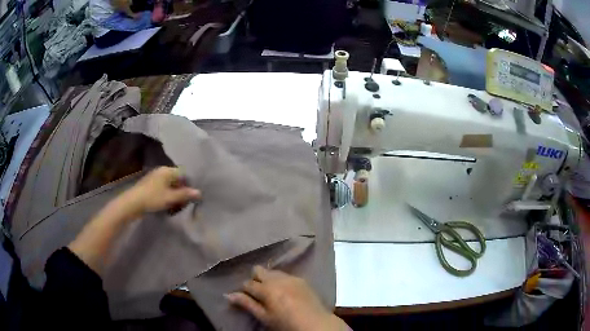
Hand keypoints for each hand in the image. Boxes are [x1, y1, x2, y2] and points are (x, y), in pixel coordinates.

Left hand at [119, 166, 200, 217]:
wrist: (132, 203)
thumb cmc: (153, 198)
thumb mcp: (171, 198)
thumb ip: (185, 194)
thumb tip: (200, 192)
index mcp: (167, 170)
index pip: (184, 174)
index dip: (190, 185)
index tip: (193, 196)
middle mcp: (162, 171)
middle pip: (177, 180)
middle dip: (182, 191)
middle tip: (185, 203)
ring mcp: (155, 178)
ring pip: (170, 186)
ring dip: (175, 196)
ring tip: (176, 207)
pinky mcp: (150, 186)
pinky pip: (163, 189)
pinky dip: (167, 196)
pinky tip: (167, 206)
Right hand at [226, 266, 347, 330]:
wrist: (315, 323)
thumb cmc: (286, 323)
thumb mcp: (264, 317)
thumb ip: (247, 304)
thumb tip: (228, 295)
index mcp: (266, 289)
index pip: (247, 283)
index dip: (245, 290)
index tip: (248, 297)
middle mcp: (277, 279)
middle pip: (259, 270)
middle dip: (255, 279)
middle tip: (259, 293)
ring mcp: (291, 277)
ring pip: (272, 271)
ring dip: (268, 278)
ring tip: (272, 291)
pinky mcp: (301, 279)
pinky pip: (286, 274)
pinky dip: (281, 280)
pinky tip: (285, 291)